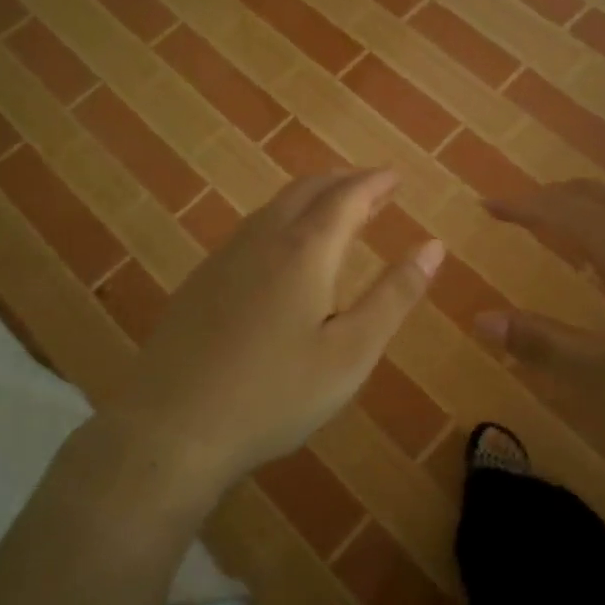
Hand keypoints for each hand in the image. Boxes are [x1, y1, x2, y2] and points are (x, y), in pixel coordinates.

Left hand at [109, 168, 442, 497]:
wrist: (171, 428)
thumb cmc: (275, 394)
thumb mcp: (351, 352)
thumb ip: (393, 296)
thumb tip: (433, 247)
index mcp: (305, 250)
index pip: (347, 197)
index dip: (375, 183)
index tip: (397, 176)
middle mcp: (263, 239)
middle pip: (308, 190)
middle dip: (345, 182)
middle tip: (373, 187)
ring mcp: (225, 258)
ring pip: (275, 207)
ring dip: (312, 198)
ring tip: (336, 210)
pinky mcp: (201, 280)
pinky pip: (253, 229)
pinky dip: (284, 219)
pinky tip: (284, 250)